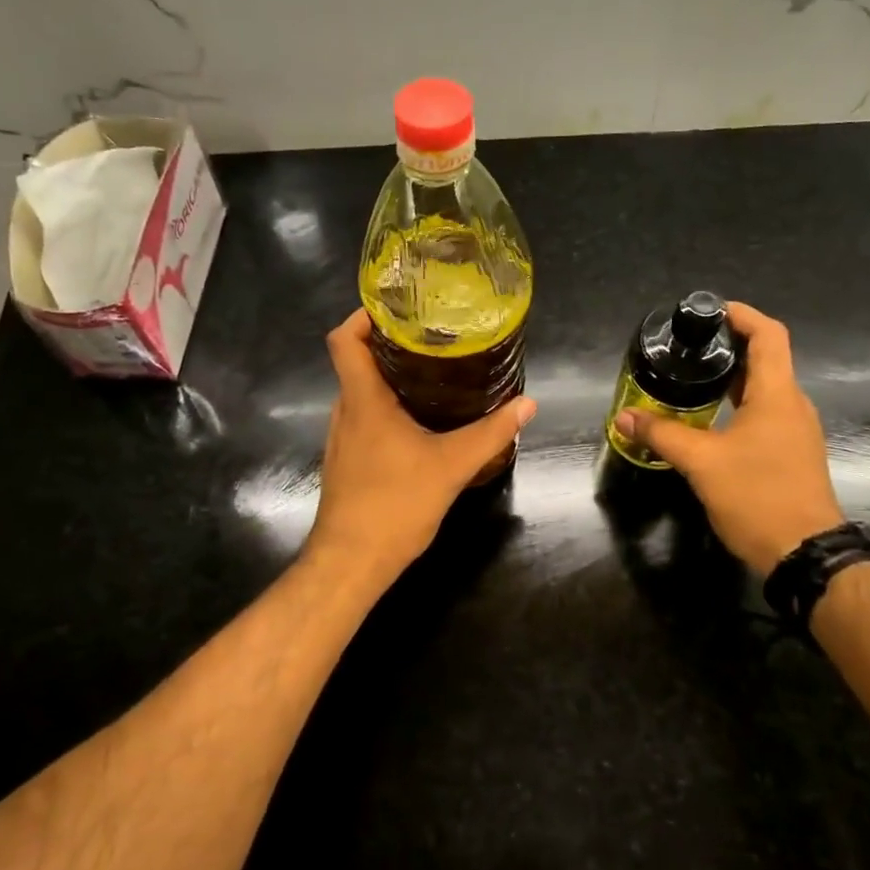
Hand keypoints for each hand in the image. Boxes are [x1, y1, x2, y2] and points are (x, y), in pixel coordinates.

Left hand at [306, 310, 536, 585]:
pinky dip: (387, 408)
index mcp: (363, 401)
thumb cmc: (394, 505)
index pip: (344, 339)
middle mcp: (345, 412)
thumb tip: (528, 404)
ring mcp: (341, 438)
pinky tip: (420, 422)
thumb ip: (491, 433)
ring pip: (361, 393)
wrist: (351, 563)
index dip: (363, 315)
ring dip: (390, 378)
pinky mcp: (346, 461)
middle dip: (390, 344)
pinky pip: (364, 419)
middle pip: (357, 362)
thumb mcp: (452, 466)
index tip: (397, 307)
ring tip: (433, 373)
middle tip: (433, 337)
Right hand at [614, 302, 843, 575]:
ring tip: (692, 377)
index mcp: (777, 395)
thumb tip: (624, 416)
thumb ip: (662, 434)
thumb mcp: (701, 462)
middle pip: (766, 359)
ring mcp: (795, 431)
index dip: (742, 315)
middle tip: (688, 346)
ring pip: (765, 389)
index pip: (768, 335)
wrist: (804, 553)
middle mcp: (792, 405)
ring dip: (732, 378)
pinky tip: (709, 419)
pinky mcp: (791, 453)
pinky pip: (765, 414)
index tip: (709, 311)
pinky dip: (738, 404)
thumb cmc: (757, 496)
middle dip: (729, 346)